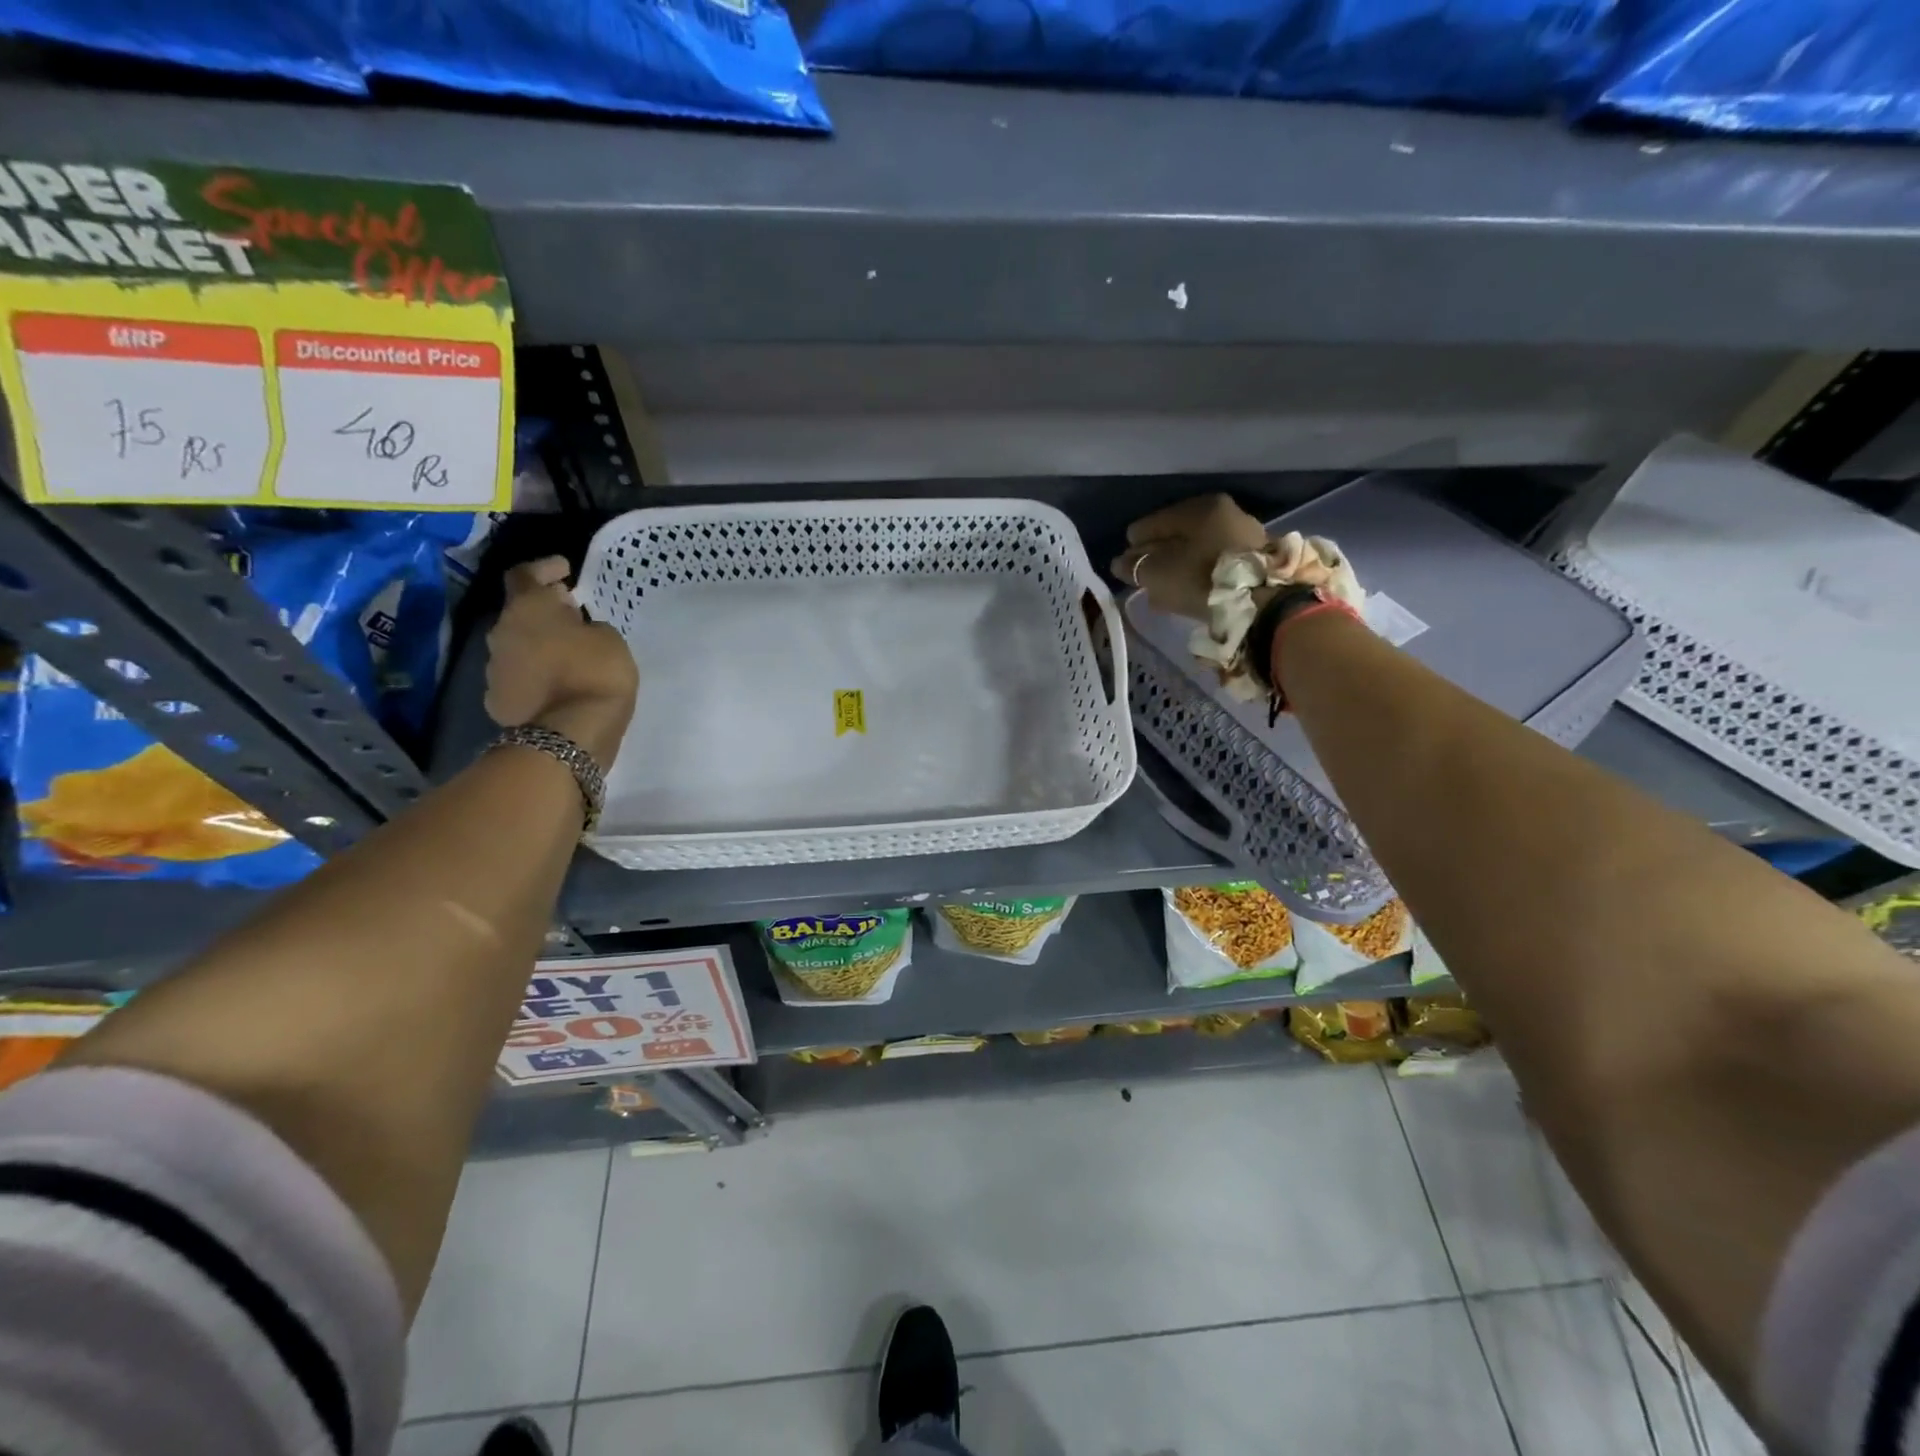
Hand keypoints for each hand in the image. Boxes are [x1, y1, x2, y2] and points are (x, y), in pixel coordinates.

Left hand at [484, 557, 638, 766]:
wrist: (567, 736)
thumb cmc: (595, 675)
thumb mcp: (610, 640)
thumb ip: (589, 626)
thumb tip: (574, 629)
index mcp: (528, 608)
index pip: (525, 574)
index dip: (544, 568)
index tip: (565, 569)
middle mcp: (502, 632)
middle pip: (519, 612)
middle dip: (544, 610)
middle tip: (572, 614)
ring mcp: (494, 669)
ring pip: (517, 645)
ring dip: (539, 644)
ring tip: (568, 653)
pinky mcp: (497, 700)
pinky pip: (518, 677)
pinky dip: (536, 675)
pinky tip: (557, 683)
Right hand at [1111, 494, 1267, 620]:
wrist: (1260, 604)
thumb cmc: (1202, 579)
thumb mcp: (1158, 574)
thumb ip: (1135, 566)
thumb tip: (1120, 563)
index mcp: (1199, 507)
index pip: (1152, 523)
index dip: (1134, 545)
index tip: (1125, 565)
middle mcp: (1224, 512)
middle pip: (1176, 535)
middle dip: (1157, 555)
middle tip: (1142, 577)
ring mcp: (1243, 535)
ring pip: (1195, 550)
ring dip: (1176, 567)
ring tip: (1161, 589)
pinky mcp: (1254, 560)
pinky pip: (1213, 563)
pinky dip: (1196, 574)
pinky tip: (1185, 591)